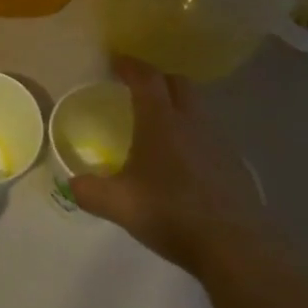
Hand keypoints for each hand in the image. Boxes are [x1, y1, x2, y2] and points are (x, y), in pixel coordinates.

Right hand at [69, 56, 261, 275]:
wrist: (235, 246)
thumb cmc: (171, 213)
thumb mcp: (118, 205)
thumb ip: (89, 191)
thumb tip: (72, 183)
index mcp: (161, 121)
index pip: (146, 78)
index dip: (130, 66)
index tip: (116, 61)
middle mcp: (192, 122)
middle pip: (178, 83)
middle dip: (157, 79)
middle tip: (138, 89)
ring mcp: (218, 141)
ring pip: (197, 108)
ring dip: (177, 106)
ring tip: (159, 126)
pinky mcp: (234, 164)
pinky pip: (209, 135)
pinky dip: (193, 135)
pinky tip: (183, 162)